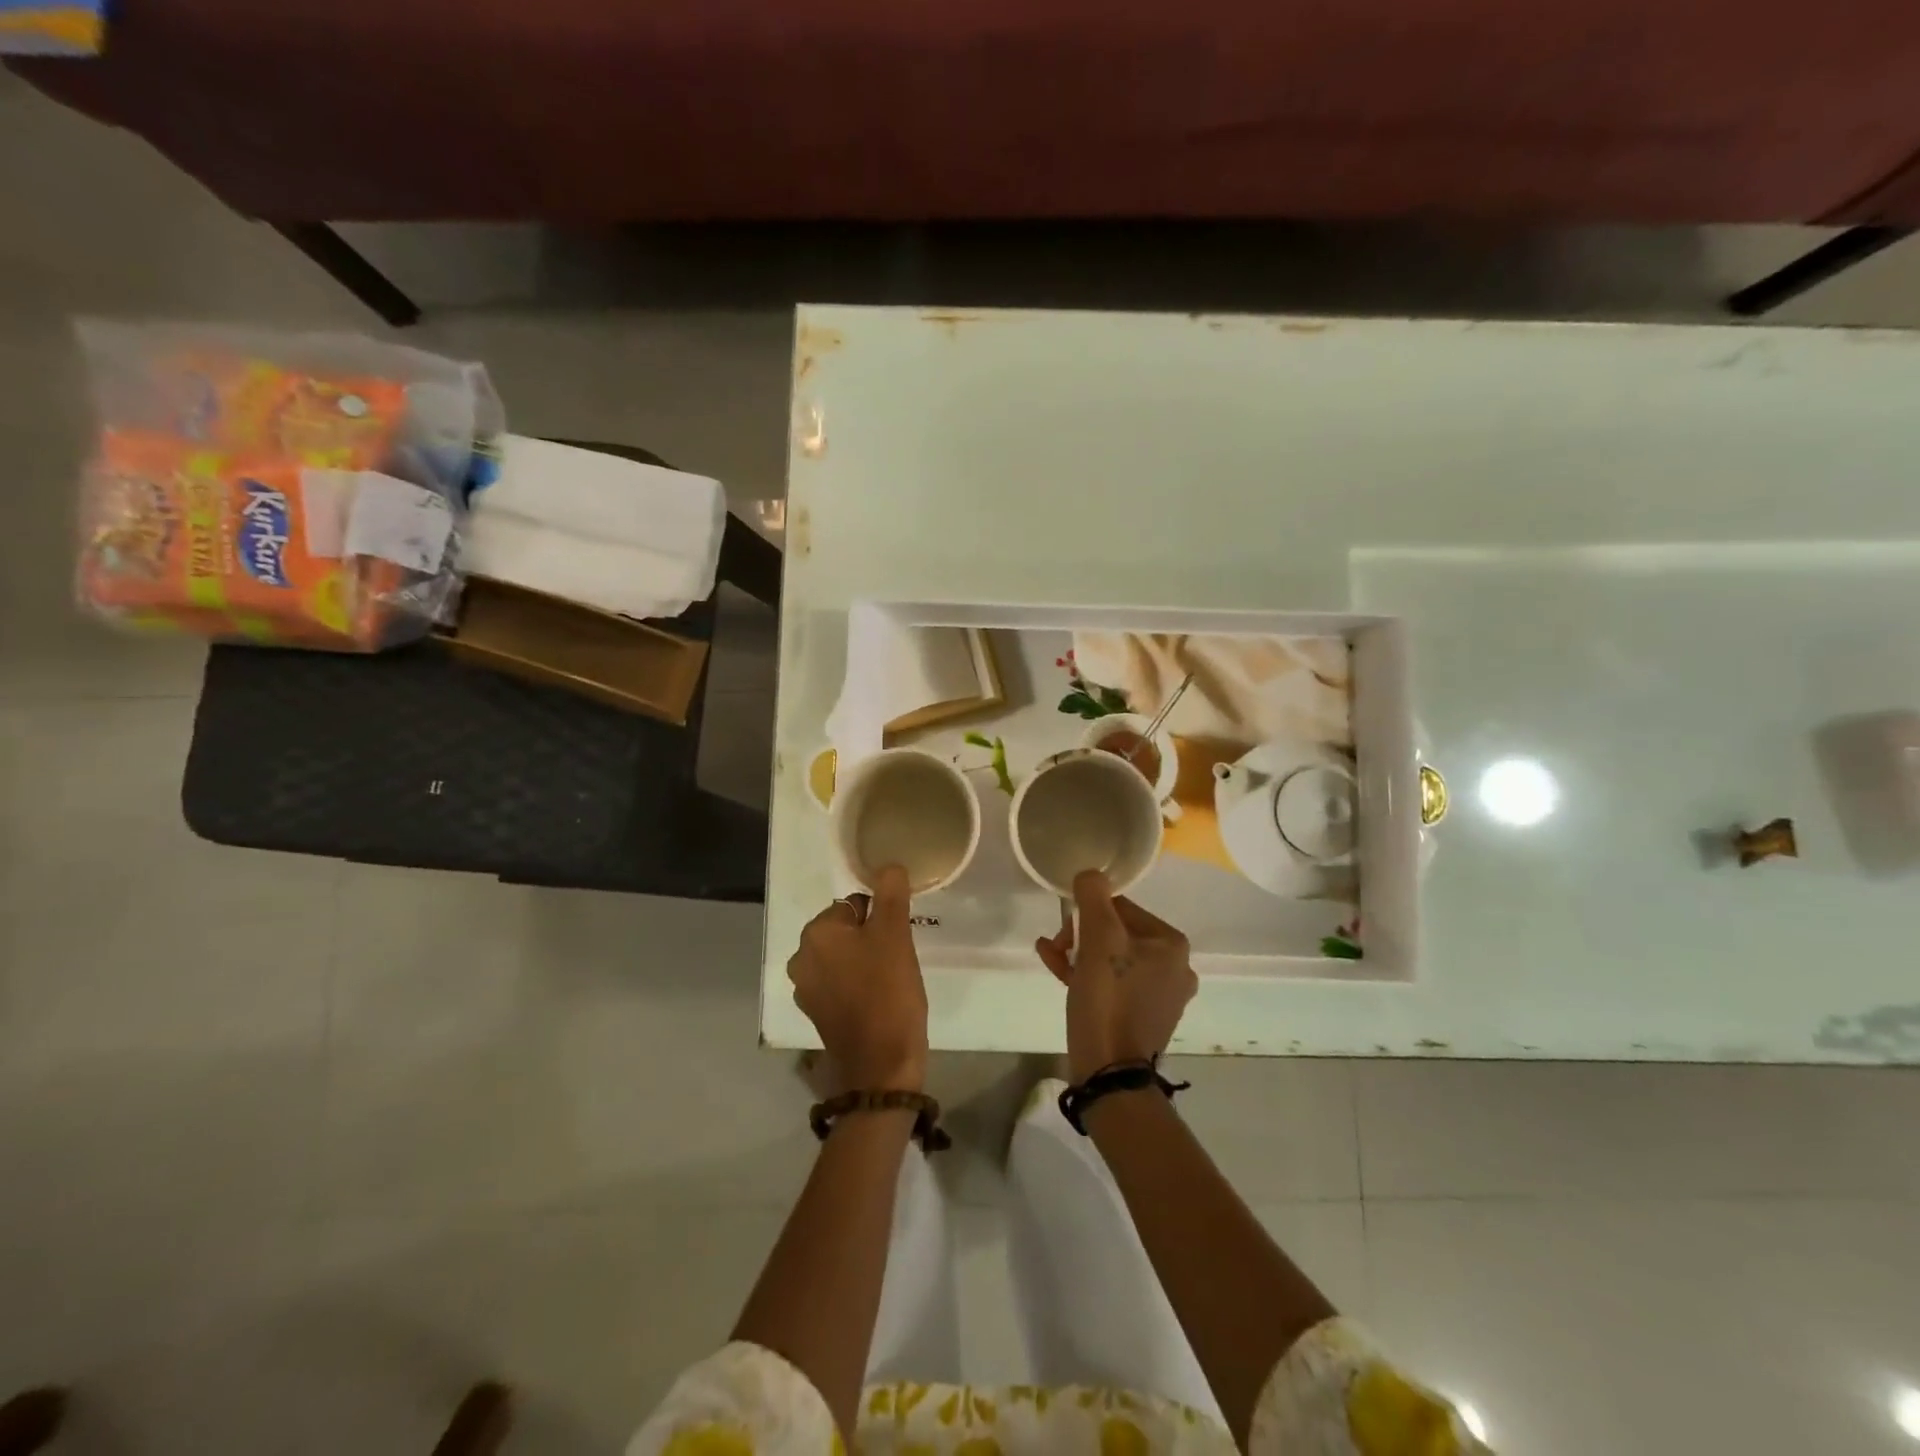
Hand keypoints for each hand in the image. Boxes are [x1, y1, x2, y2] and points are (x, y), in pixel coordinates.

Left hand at [788, 864, 928, 1093]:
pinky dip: (856, 984)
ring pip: (843, 957)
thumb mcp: (895, 935)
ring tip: (889, 980)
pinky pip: (839, 983)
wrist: (882, 1065)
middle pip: (846, 930)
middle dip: (871, 938)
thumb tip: (888, 865)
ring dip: (864, 961)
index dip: (880, 918)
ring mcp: (806, 989)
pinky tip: (877, 999)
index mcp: (816, 934)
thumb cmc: (888, 992)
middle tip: (896, 959)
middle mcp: (802, 958)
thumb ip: (891, 894)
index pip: (853, 904)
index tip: (897, 939)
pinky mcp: (816, 1013)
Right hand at [1036, 869, 1196, 1081]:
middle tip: (1057, 945)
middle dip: (1081, 934)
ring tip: (1051, 955)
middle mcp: (1176, 967)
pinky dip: (1087, 974)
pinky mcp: (1144, 1017)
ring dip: (1079, 953)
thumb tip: (1090, 874)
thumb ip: (1093, 897)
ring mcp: (1162, 996)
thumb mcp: (1098, 938)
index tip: (1065, 928)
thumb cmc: (1108, 998)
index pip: (1122, 907)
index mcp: (1172, 944)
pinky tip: (1057, 969)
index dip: (1087, 913)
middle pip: (1117, 932)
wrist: (1110, 1072)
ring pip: (1112, 958)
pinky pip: (1113, 983)